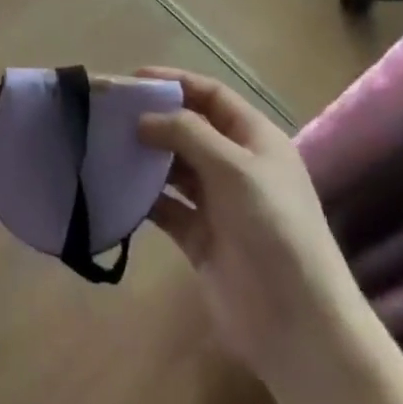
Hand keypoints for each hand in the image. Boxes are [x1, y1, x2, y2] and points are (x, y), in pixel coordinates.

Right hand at [136, 68, 358, 380]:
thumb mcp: (234, 169)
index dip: (174, 82)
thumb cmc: (274, 229)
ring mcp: (218, 203)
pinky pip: (165, 207)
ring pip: (174, 167)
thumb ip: (186, 133)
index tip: (131, 80)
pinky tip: (115, 188)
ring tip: (104, 146)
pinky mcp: (199, 238)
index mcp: (256, 140)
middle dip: (153, 119)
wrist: (298, 323)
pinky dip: (143, 196)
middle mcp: (236, 166)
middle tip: (107, 114)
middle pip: (189, 129)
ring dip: (145, 156)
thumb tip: (143, 118)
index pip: (211, 96)